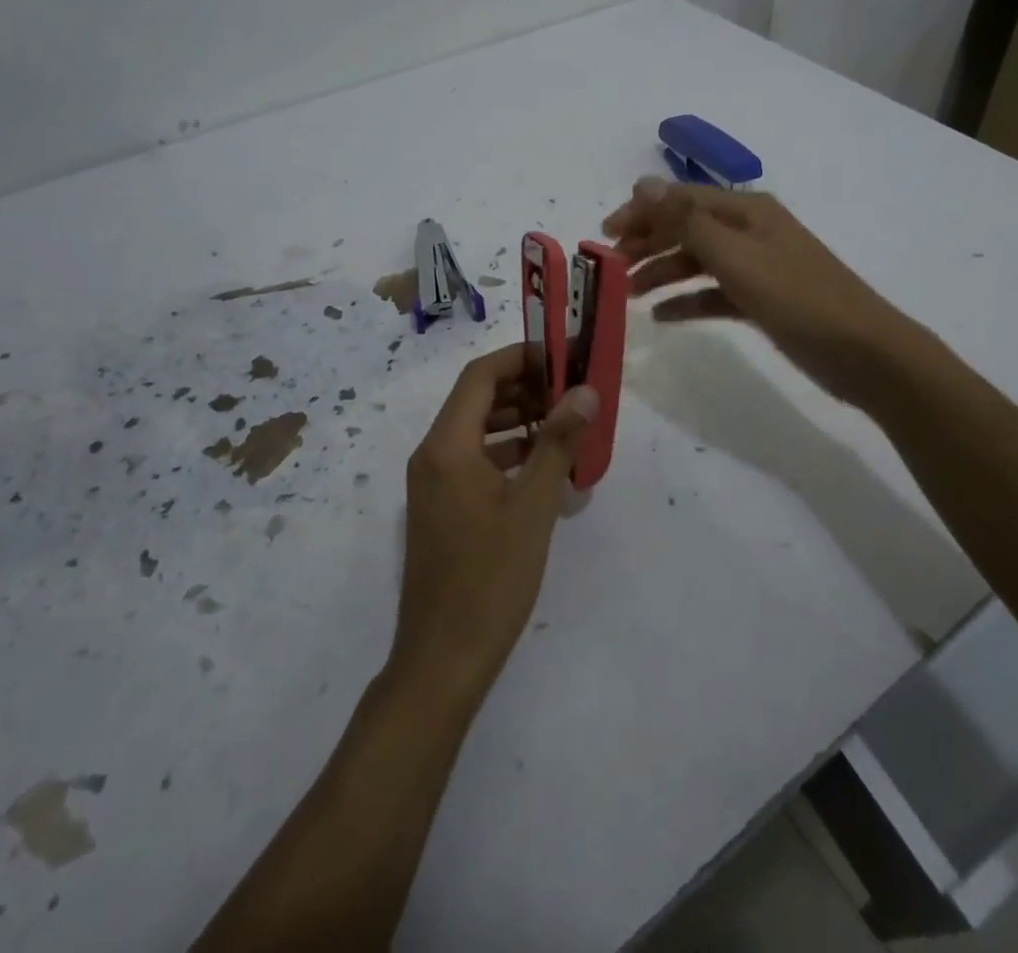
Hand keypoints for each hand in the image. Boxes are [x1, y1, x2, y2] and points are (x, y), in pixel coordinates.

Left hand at [390, 344, 596, 705]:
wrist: (442, 660)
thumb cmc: (490, 578)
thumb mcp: (533, 506)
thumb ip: (558, 443)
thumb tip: (586, 392)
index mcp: (446, 445)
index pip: (480, 376)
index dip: (521, 358)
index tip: (562, 357)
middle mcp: (432, 454)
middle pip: (476, 399)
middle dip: (523, 388)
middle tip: (571, 391)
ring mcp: (432, 483)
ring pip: (476, 430)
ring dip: (516, 419)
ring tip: (564, 424)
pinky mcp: (440, 508)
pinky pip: (473, 460)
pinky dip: (507, 452)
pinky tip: (543, 467)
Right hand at [604, 177, 906, 402]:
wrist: (864, 353)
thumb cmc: (797, 298)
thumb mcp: (737, 256)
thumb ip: (687, 221)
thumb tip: (643, 184)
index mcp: (746, 211)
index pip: (680, 200)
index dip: (640, 212)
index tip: (604, 235)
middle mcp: (750, 231)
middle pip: (686, 228)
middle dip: (647, 243)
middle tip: (611, 267)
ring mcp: (757, 266)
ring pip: (697, 261)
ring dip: (662, 272)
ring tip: (629, 294)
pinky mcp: (762, 300)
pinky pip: (714, 293)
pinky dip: (688, 300)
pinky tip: (663, 316)